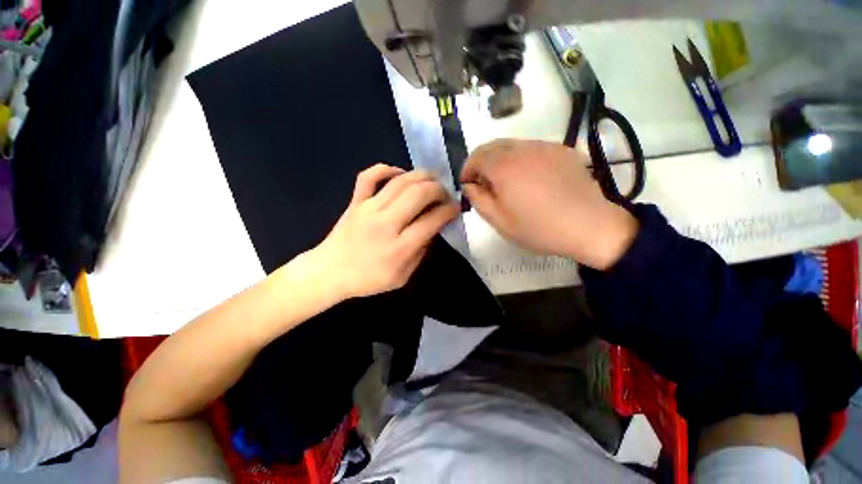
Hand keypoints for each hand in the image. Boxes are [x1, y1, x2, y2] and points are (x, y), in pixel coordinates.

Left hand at [311, 164, 458, 298]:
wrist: (329, 272)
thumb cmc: (367, 279)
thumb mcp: (401, 277)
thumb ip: (420, 253)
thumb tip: (432, 229)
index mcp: (399, 248)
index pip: (432, 220)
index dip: (449, 210)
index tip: (455, 208)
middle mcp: (386, 224)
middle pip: (419, 194)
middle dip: (439, 189)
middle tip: (445, 194)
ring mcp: (368, 209)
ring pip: (400, 181)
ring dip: (422, 176)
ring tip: (432, 180)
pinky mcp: (355, 201)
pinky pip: (369, 176)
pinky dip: (387, 169)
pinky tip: (400, 173)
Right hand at [461, 139, 637, 269]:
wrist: (589, 226)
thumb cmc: (538, 228)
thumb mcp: (499, 221)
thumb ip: (478, 199)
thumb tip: (469, 185)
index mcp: (504, 167)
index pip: (476, 156)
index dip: (467, 169)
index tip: (467, 184)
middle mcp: (522, 149)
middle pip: (493, 146)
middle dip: (482, 162)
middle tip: (484, 183)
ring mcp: (545, 147)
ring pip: (513, 145)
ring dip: (501, 160)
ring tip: (507, 182)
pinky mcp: (562, 150)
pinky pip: (533, 149)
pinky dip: (522, 159)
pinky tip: (530, 178)